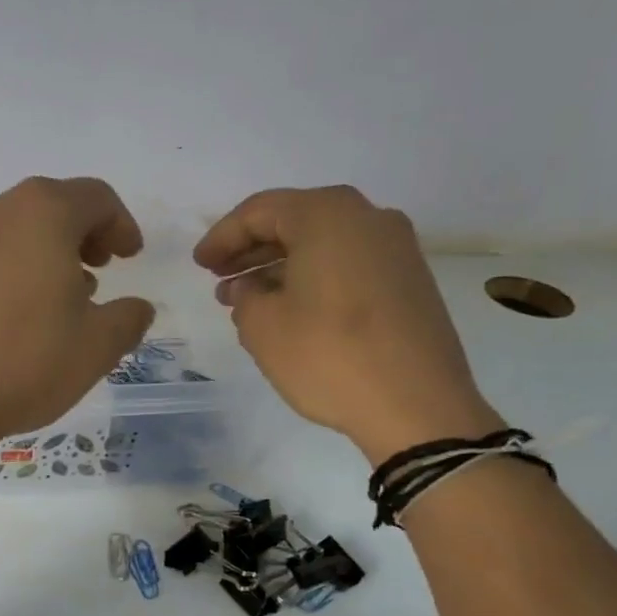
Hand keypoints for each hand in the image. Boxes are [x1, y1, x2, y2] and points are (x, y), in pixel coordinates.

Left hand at [0, 177, 155, 442]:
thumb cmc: (26, 360)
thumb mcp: (98, 345)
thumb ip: (129, 318)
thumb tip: (137, 307)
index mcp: (44, 212)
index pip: (96, 198)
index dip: (122, 225)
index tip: (131, 257)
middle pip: (54, 207)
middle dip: (85, 236)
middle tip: (101, 272)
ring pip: (19, 231)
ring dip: (49, 254)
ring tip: (64, 298)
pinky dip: (16, 270)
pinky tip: (22, 314)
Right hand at [194, 185, 499, 463]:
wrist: (418, 405)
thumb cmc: (330, 356)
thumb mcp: (264, 328)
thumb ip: (244, 297)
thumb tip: (248, 288)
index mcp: (328, 215)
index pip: (260, 211)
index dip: (222, 237)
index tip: (198, 264)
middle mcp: (368, 217)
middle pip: (295, 222)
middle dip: (252, 250)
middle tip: (219, 279)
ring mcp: (396, 249)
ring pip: (323, 245)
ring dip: (281, 267)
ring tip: (248, 299)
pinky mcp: (410, 281)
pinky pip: (348, 265)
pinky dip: (313, 278)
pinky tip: (292, 309)